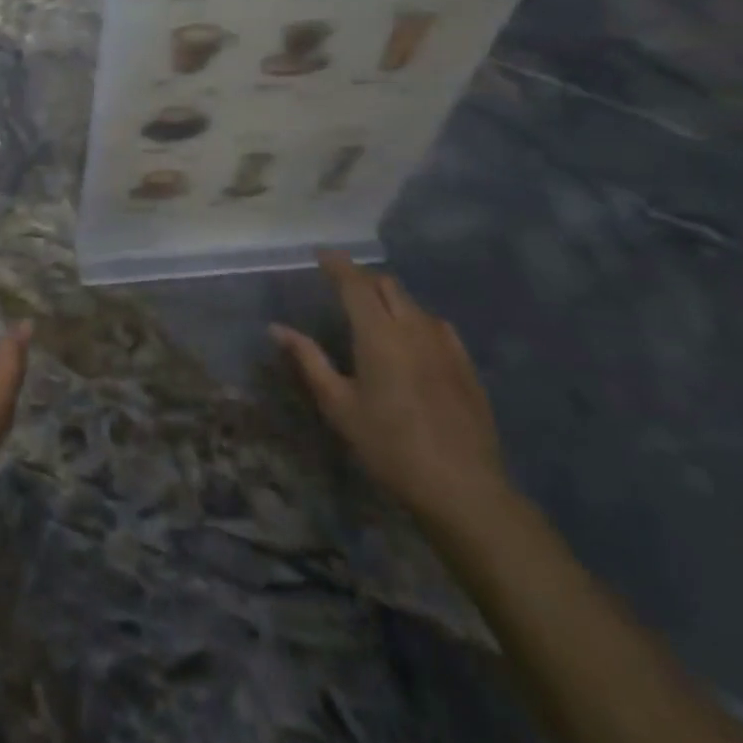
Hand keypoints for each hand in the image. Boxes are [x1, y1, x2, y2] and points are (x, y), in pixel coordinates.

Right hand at [271, 252, 509, 528]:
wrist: (463, 488)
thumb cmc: (390, 446)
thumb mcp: (339, 406)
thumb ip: (308, 360)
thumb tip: (276, 328)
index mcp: (378, 334)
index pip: (354, 283)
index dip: (337, 264)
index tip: (321, 254)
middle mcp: (412, 327)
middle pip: (386, 285)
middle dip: (362, 278)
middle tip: (342, 286)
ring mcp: (445, 344)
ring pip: (413, 303)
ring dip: (389, 298)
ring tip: (374, 312)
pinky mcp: (465, 364)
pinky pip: (437, 325)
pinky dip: (416, 319)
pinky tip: (413, 339)